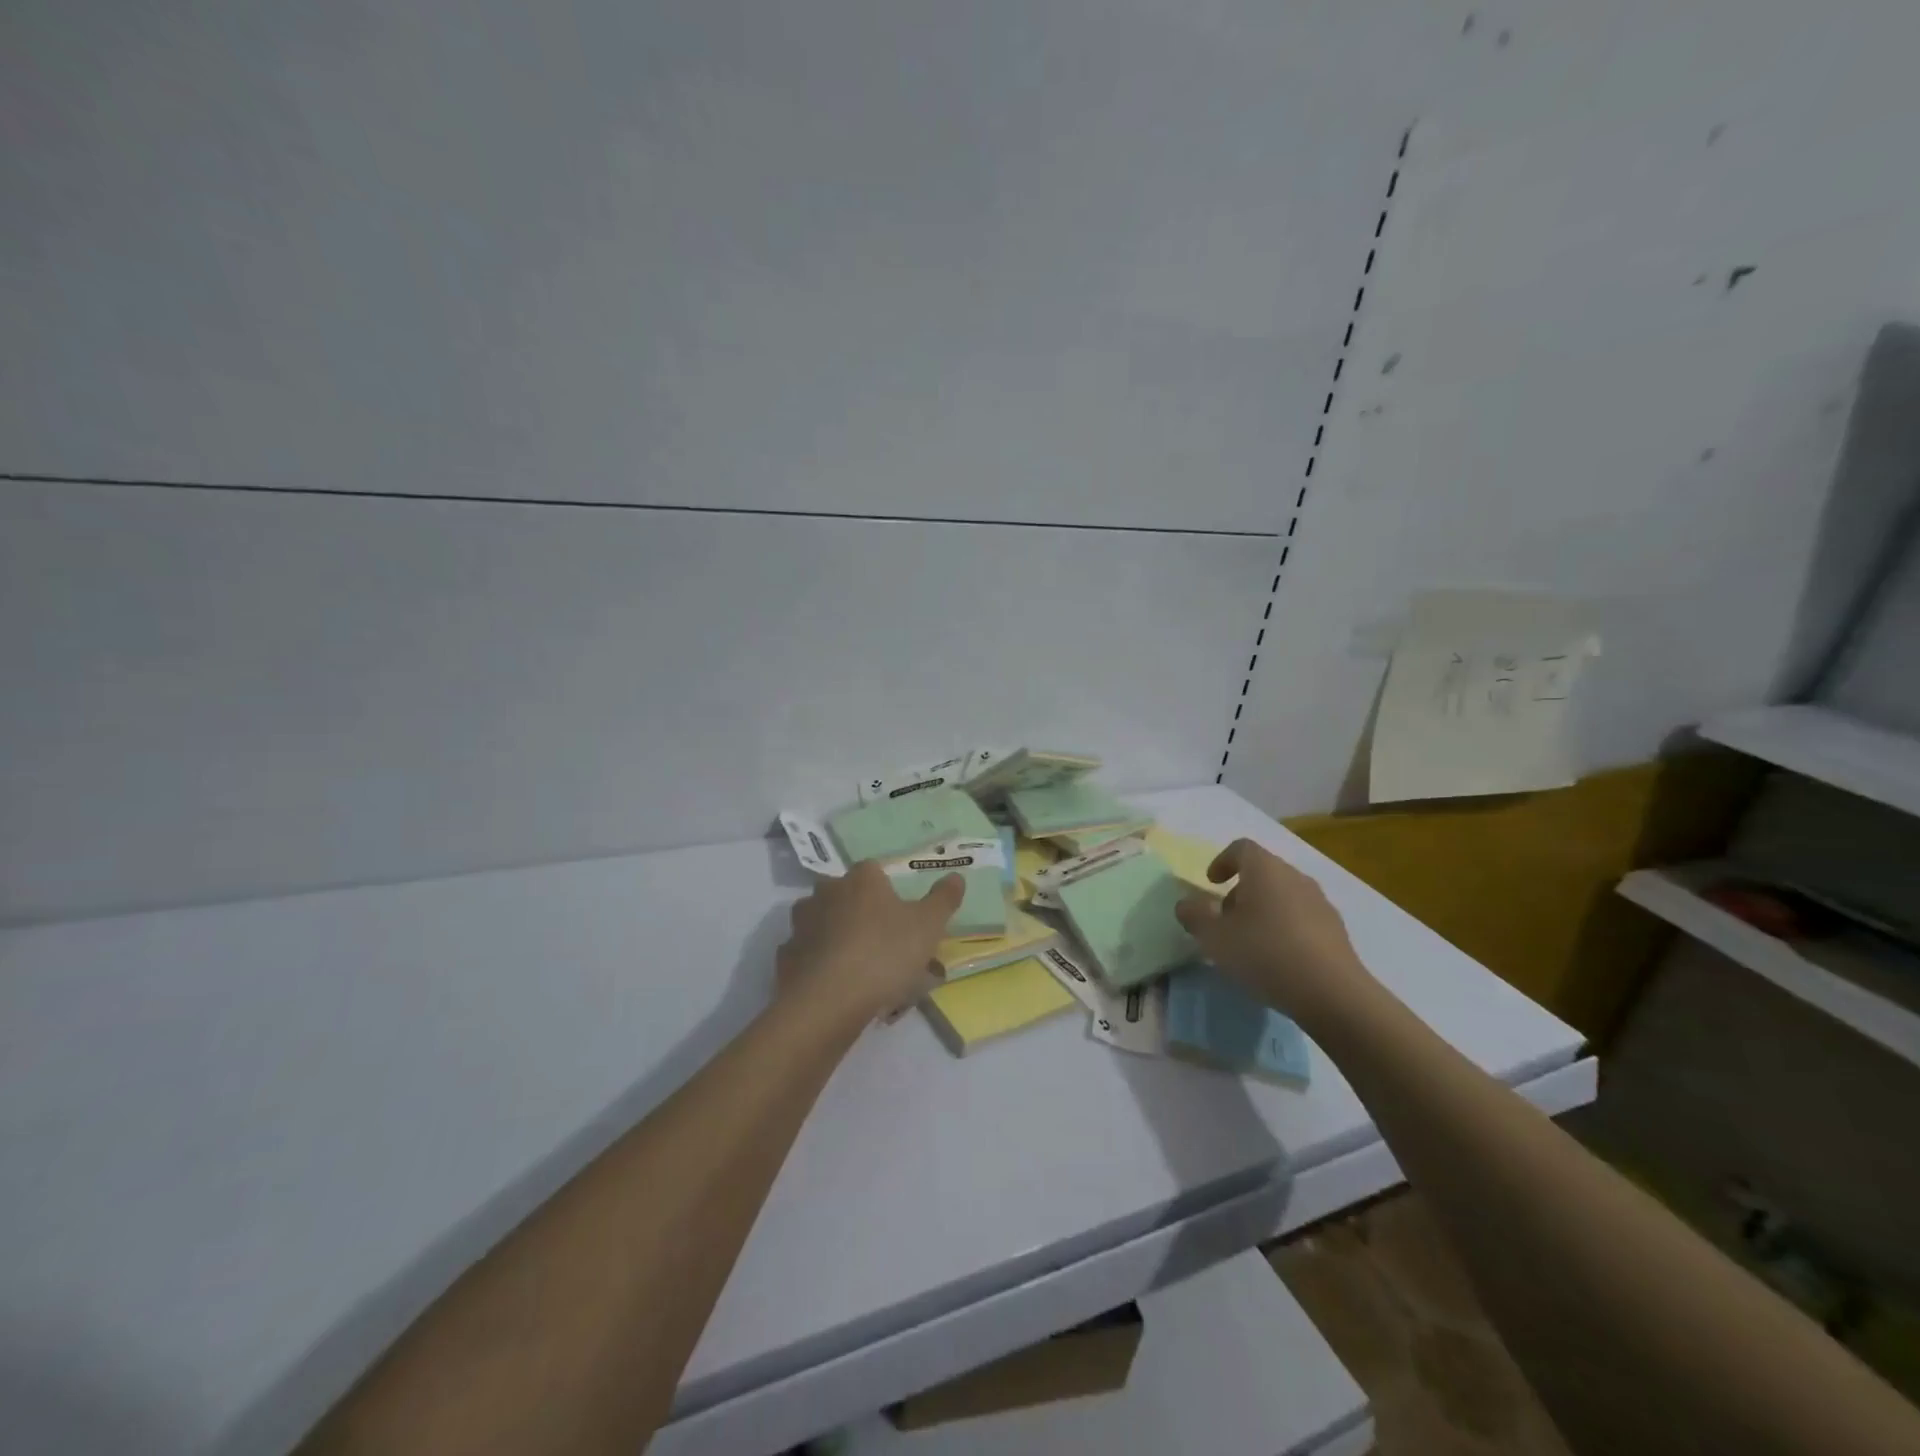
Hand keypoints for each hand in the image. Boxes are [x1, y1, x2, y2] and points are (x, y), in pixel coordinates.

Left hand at [777, 863, 963, 1022]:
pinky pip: (808, 955)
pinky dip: (820, 965)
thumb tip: (956, 875)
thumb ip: (943, 899)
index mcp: (861, 879)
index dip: (890, 892)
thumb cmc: (884, 953)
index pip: (875, 871)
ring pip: (824, 924)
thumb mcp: (928, 926)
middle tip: (885, 945)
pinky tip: (837, 986)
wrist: (828, 1001)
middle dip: (863, 914)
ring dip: (838, 938)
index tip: (903, 916)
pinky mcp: (785, 956)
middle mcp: (826, 892)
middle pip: (847, 896)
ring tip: (861, 971)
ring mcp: (801, 924)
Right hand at [1174, 838, 1369, 1024]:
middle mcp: (1295, 877)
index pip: (1241, 848)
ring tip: (1251, 942)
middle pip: (1263, 872)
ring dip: (1263, 909)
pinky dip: (1285, 927)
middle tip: (1226, 919)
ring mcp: (1320, 902)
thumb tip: (1186, 903)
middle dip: (1240, 890)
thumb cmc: (1265, 954)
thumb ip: (1194, 915)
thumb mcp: (1214, 937)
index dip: (1222, 861)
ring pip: (1283, 895)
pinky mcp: (1336, 929)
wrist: (1332, 993)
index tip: (1211, 883)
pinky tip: (1279, 958)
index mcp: (1265, 870)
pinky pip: (1302, 917)